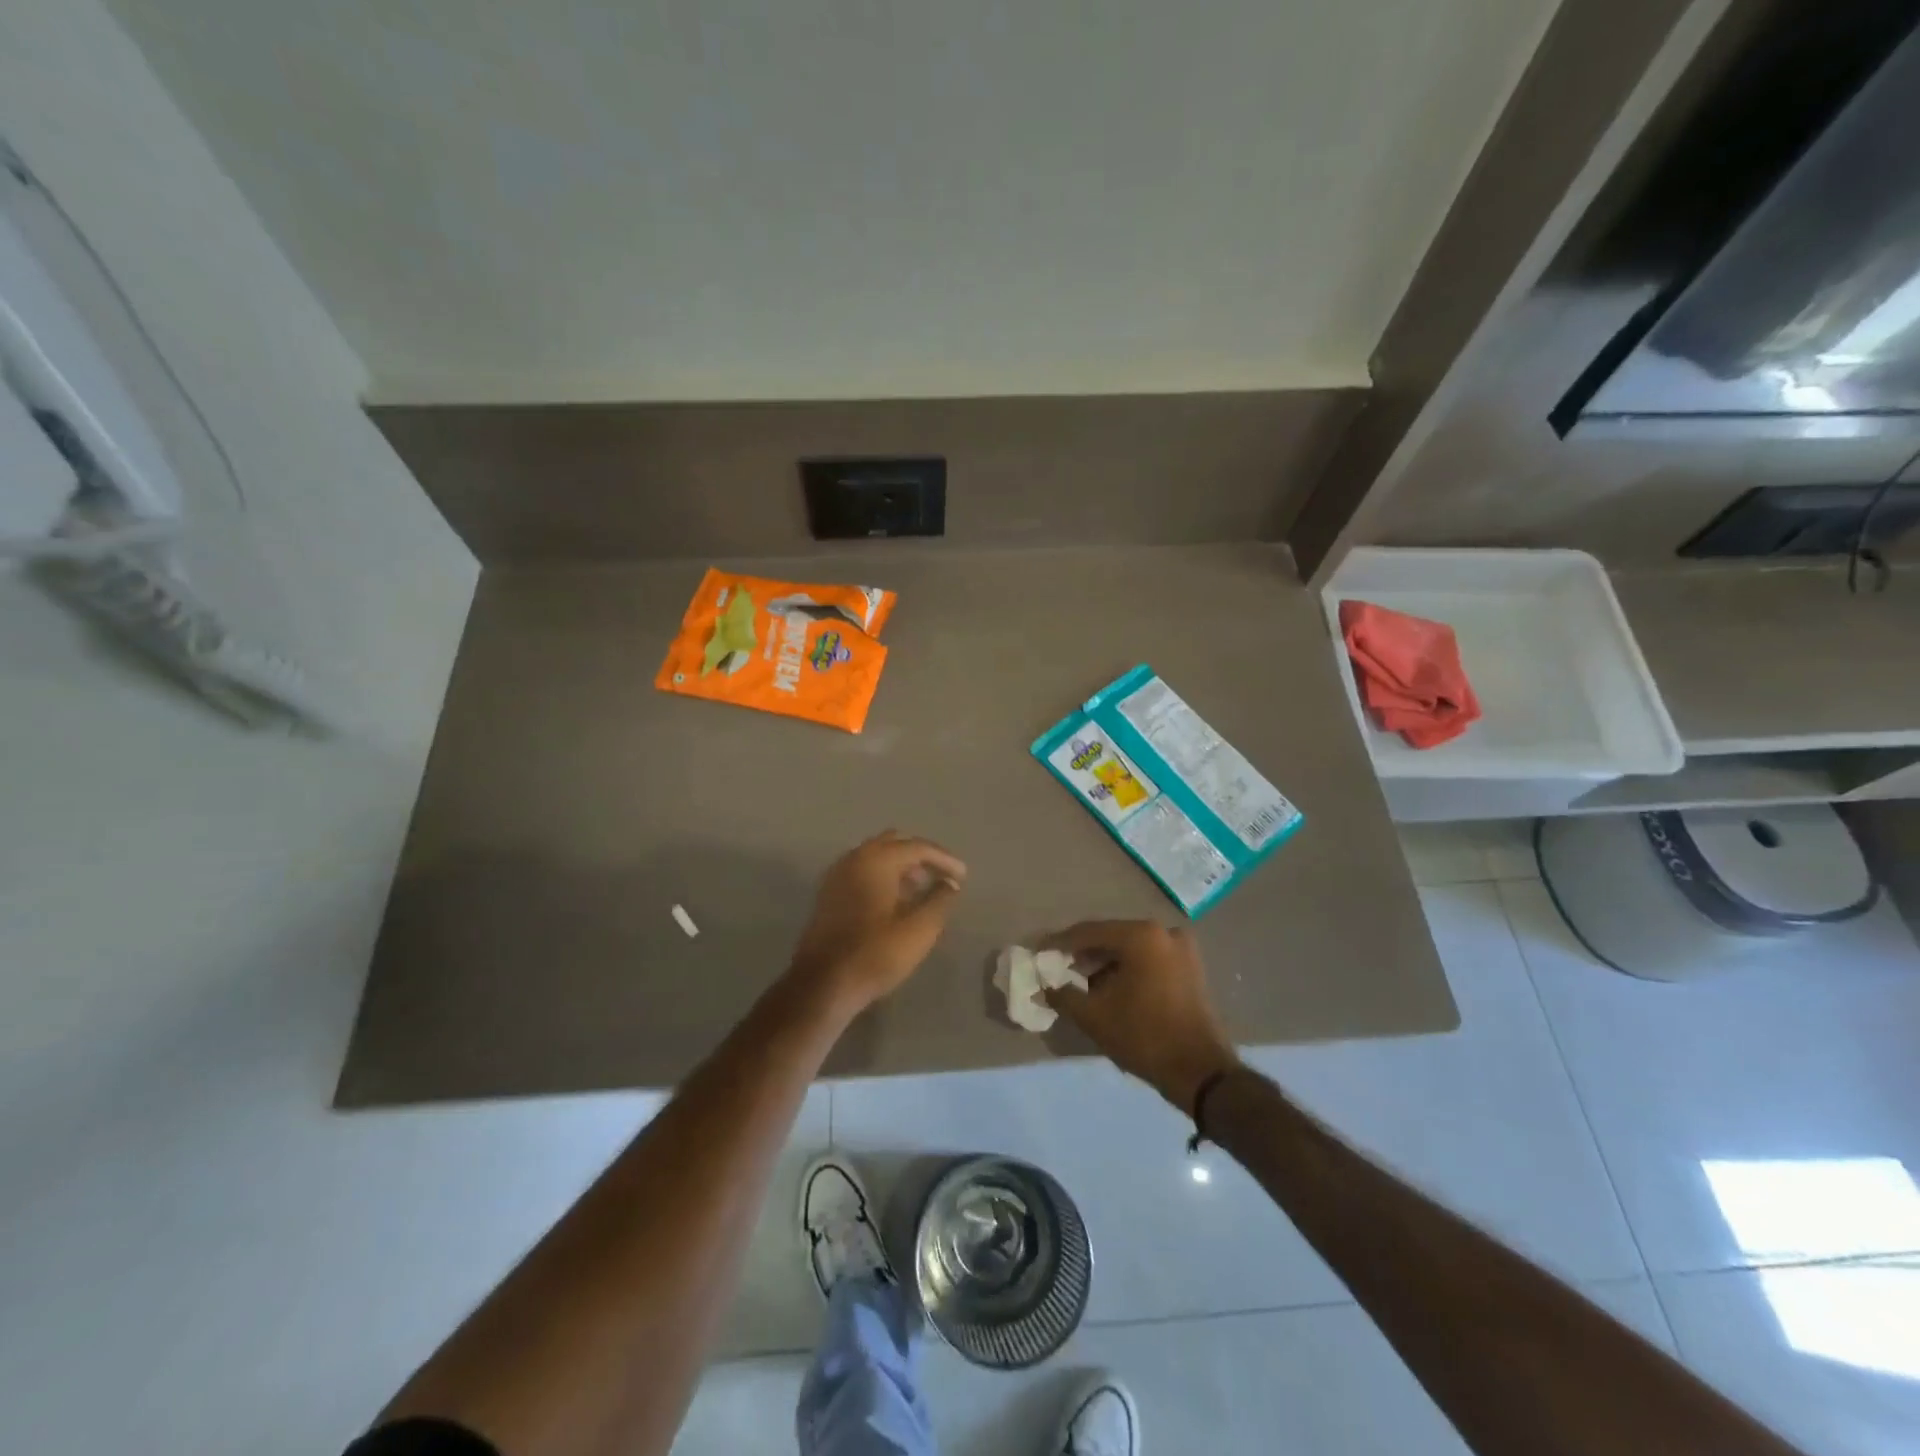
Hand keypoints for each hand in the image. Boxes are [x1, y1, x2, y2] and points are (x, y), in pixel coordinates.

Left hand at [787, 831, 966, 1014]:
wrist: (823, 984)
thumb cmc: (875, 953)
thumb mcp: (919, 929)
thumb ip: (940, 900)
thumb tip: (950, 883)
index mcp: (876, 860)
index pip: (917, 847)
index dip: (944, 859)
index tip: (963, 875)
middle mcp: (854, 858)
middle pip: (894, 843)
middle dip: (920, 856)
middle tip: (941, 875)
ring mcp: (838, 875)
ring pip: (876, 856)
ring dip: (901, 866)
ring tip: (923, 888)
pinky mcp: (829, 893)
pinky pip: (862, 871)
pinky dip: (883, 876)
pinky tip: (896, 900)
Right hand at [1041, 920, 1239, 1109]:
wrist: (1201, 1072)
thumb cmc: (1144, 1036)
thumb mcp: (1094, 1016)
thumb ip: (1063, 995)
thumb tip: (1045, 987)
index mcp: (1140, 936)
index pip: (1089, 932)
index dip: (1060, 944)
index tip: (1039, 953)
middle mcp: (1163, 932)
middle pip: (1112, 938)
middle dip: (1084, 954)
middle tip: (1059, 969)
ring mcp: (1182, 949)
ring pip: (1131, 949)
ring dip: (1106, 964)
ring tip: (1082, 984)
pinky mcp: (1191, 968)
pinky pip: (1149, 960)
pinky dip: (1128, 970)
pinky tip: (1110, 989)